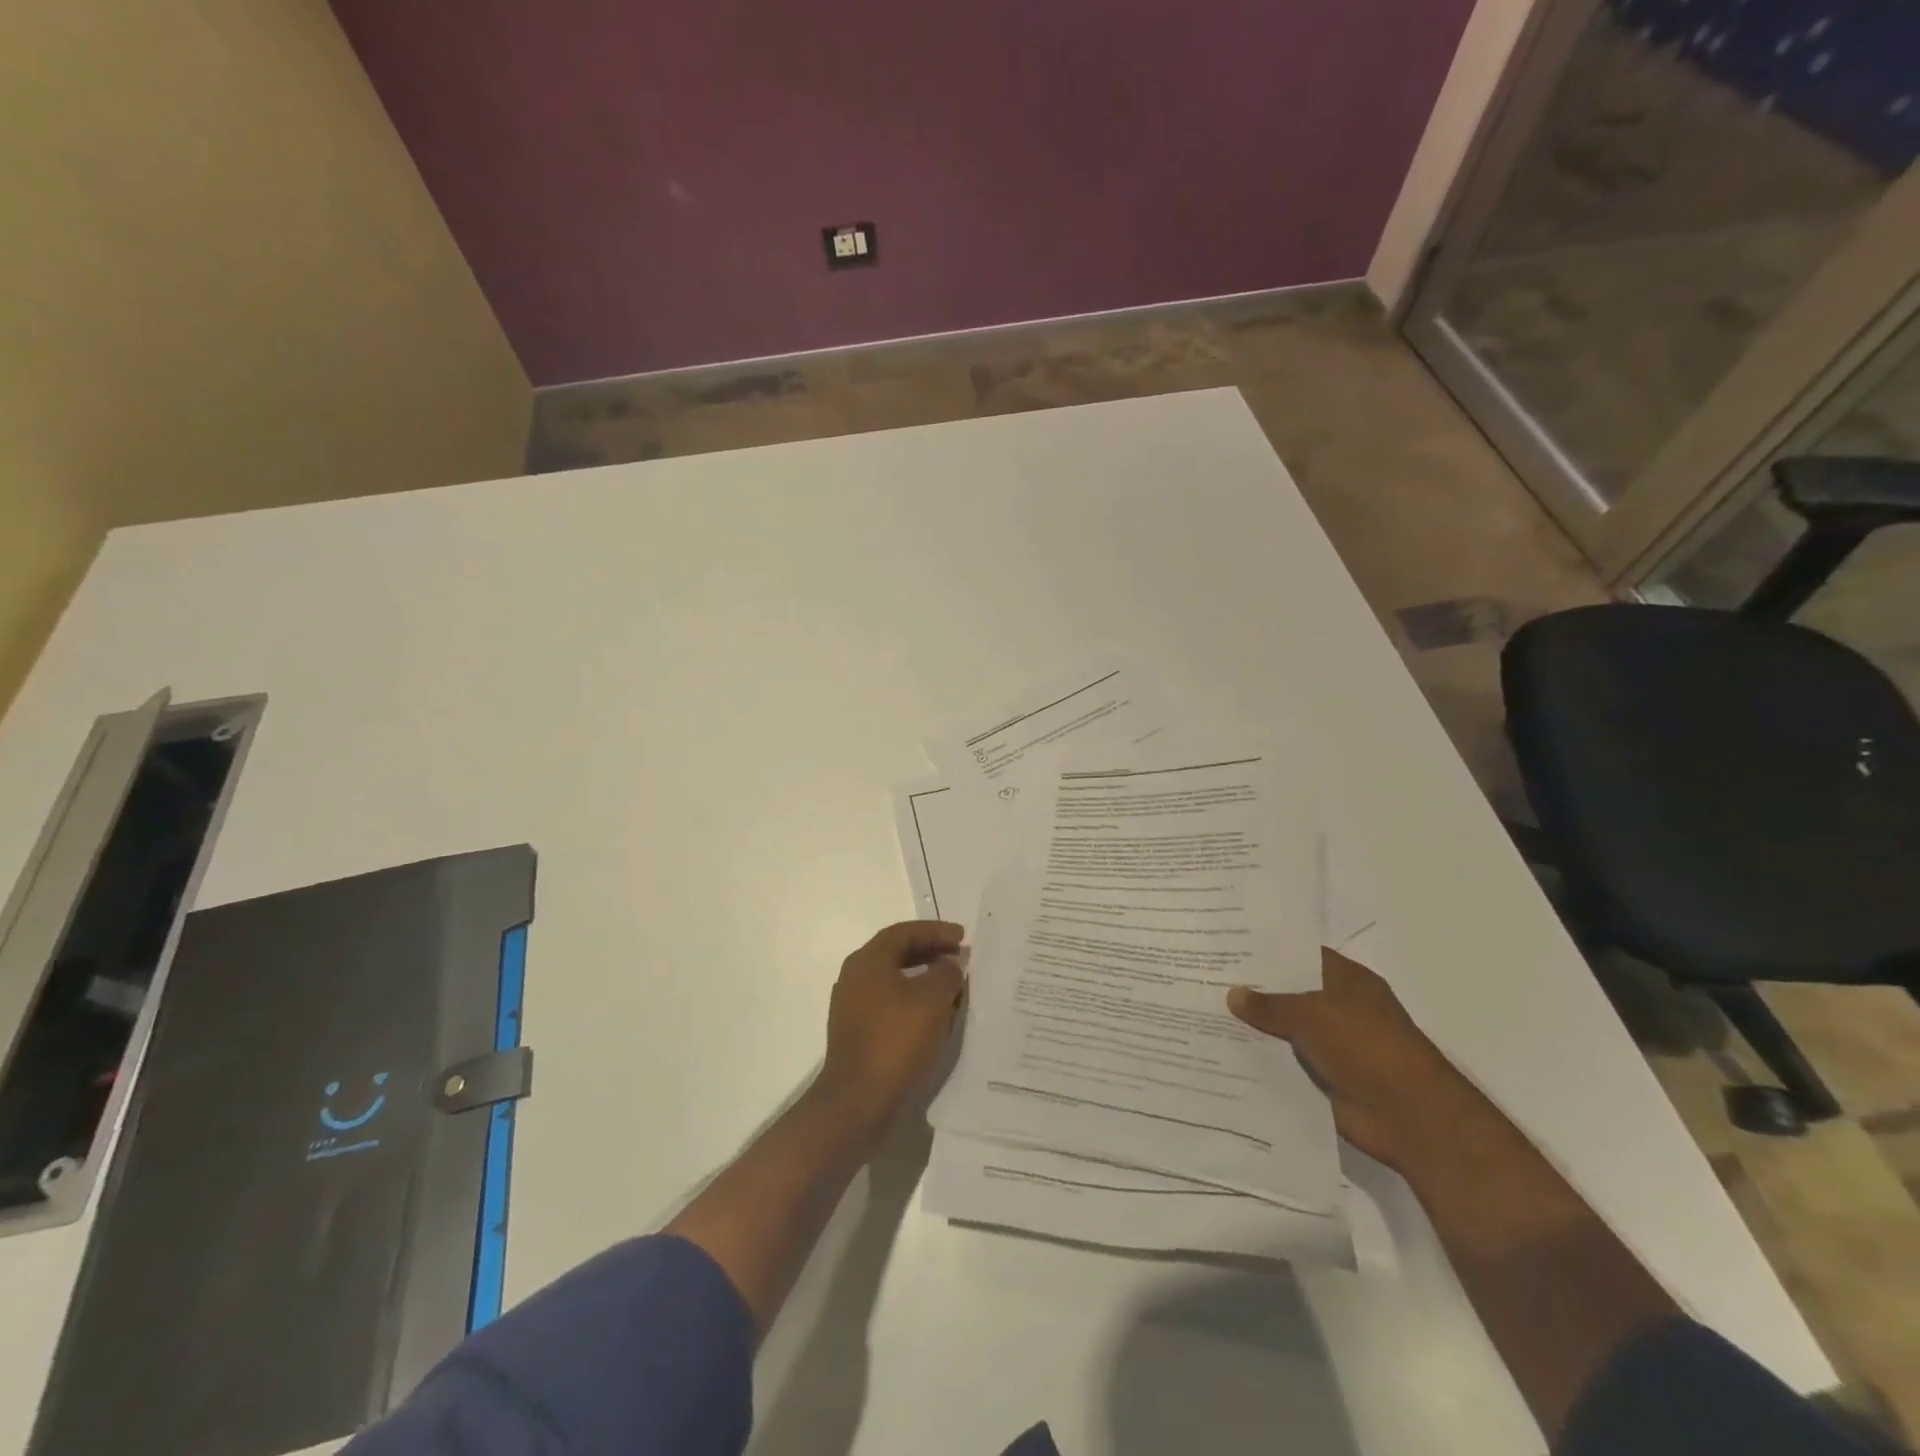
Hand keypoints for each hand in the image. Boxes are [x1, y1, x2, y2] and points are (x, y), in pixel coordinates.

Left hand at [816, 920, 966, 1150]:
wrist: (858, 1101)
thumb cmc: (896, 1040)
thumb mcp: (932, 1000)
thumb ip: (947, 973)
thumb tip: (951, 962)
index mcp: (868, 961)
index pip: (904, 932)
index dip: (936, 931)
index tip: (963, 937)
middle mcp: (856, 978)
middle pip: (898, 954)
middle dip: (932, 953)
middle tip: (961, 958)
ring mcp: (854, 1007)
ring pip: (896, 981)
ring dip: (925, 979)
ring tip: (955, 987)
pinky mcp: (859, 1033)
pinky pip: (891, 1005)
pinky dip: (915, 1003)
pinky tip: (937, 1017)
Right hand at [1228, 948, 1484, 1170]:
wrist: (1409, 1116)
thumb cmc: (1367, 1047)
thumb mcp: (1313, 1014)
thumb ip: (1270, 1004)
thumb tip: (1233, 994)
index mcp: (1346, 980)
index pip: (1299, 954)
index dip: (1265, 949)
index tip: (1226, 943)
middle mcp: (1338, 1007)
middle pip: (1288, 991)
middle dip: (1252, 988)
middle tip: (1204, 975)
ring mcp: (1331, 1043)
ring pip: (1283, 1028)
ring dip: (1253, 1026)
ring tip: (1204, 1011)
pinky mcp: (1323, 1076)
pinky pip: (1285, 1061)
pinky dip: (1261, 1058)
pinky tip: (1223, 1050)